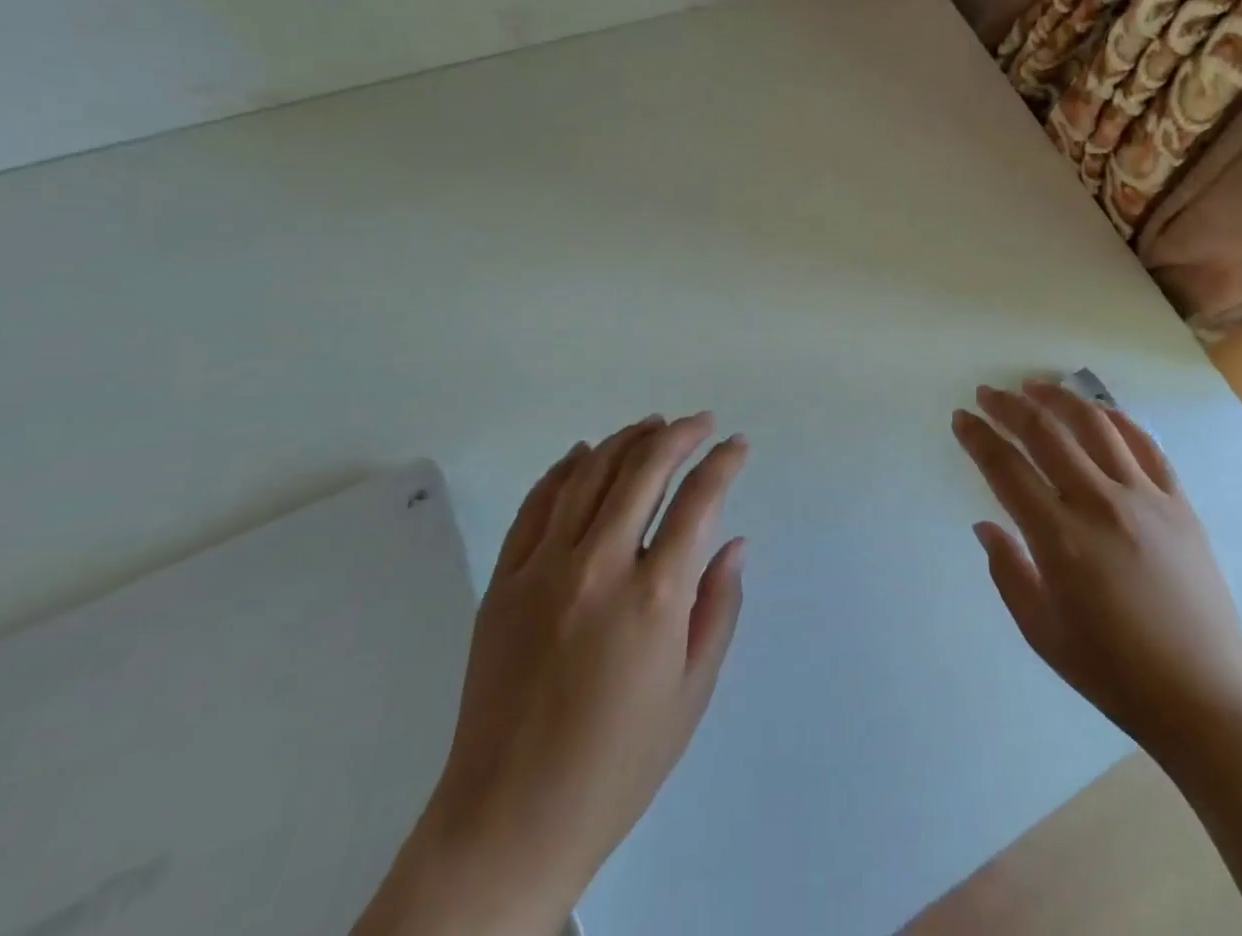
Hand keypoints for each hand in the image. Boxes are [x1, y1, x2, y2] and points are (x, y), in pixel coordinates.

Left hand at [357, 413, 749, 935]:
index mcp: (655, 598)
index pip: (698, 501)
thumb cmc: (619, 762)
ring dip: (626, 441)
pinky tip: (583, 454)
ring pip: (590, 475)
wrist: (510, 819)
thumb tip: (734, 543)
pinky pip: (536, 504)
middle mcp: (600, 567)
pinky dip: (563, 469)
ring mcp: (544, 569)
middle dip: (678, 436)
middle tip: (699, 422)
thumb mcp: (692, 692)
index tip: (737, 445)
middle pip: (643, 471)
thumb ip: (719, 607)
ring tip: (651, 425)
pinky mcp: (504, 581)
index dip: (722, 463)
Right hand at [952, 381, 1241, 760]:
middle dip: (1009, 406)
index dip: (978, 437)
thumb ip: (1007, 572)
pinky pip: (1144, 444)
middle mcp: (1100, 505)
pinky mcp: (1179, 502)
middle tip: (987, 393)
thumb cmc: (1115, 673)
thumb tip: (986, 524)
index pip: (1006, 469)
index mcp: (1060, 539)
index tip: (961, 418)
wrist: (1207, 697)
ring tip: (1034, 386)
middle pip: (1046, 434)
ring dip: (1059, 398)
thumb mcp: (1042, 632)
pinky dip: (1116, 419)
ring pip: (1095, 425)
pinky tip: (1097, 412)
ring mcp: (1146, 498)